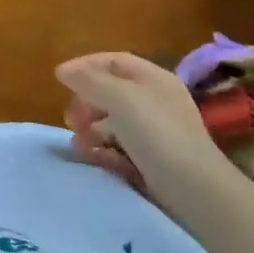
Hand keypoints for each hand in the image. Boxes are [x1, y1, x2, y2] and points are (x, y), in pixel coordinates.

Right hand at [56, 52, 222, 192]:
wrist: (194, 190)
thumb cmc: (157, 133)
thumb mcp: (120, 98)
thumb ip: (89, 81)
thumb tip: (63, 70)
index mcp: (154, 79)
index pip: (114, 61)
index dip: (85, 65)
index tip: (59, 79)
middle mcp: (155, 102)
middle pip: (110, 93)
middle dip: (85, 103)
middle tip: (71, 119)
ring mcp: (154, 134)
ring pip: (111, 123)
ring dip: (89, 130)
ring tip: (80, 146)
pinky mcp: (150, 162)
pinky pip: (118, 149)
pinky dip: (101, 152)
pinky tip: (93, 159)